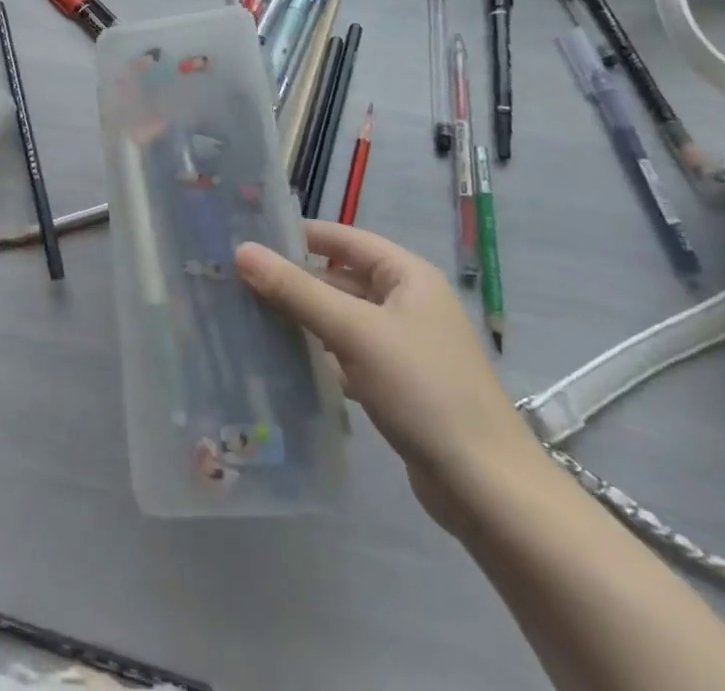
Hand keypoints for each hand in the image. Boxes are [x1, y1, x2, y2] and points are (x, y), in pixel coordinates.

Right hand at [236, 222, 544, 532]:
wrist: (487, 490)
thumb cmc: (423, 390)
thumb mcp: (354, 332)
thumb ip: (296, 290)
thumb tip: (242, 251)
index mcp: (407, 276)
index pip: (342, 238)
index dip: (297, 235)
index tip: (248, 239)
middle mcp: (407, 302)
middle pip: (339, 278)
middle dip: (293, 280)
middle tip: (237, 281)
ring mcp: (403, 345)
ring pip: (340, 317)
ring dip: (302, 318)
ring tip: (248, 316)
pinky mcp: (397, 383)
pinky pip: (347, 353)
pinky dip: (319, 354)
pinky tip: (283, 361)